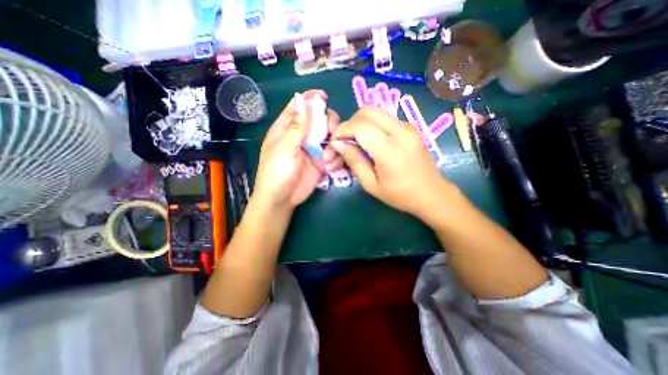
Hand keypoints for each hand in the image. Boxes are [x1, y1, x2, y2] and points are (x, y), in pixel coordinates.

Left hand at [254, 89, 341, 210]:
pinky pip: (334, 154)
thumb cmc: (277, 172)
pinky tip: (329, 168)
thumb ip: (297, 126)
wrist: (283, 198)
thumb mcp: (285, 148)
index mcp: (288, 128)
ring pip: (331, 136)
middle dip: (330, 124)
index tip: (324, 96)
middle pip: (321, 120)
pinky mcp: (322, 161)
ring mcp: (314, 149)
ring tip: (328, 159)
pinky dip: (336, 159)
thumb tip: (302, 99)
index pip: (299, 107)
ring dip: (334, 145)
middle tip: (332, 135)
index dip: (310, 99)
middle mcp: (302, 135)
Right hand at [329, 105, 456, 220]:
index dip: (342, 130)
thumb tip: (338, 144)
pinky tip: (370, 143)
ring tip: (355, 143)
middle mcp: (401, 131)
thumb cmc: (400, 195)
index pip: (360, 126)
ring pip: (376, 112)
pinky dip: (372, 126)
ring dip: (360, 124)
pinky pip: (385, 119)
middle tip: (345, 141)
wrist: (432, 194)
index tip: (334, 142)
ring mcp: (408, 127)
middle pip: (367, 111)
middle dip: (350, 123)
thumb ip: (354, 161)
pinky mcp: (411, 127)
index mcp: (390, 150)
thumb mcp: (371, 184)